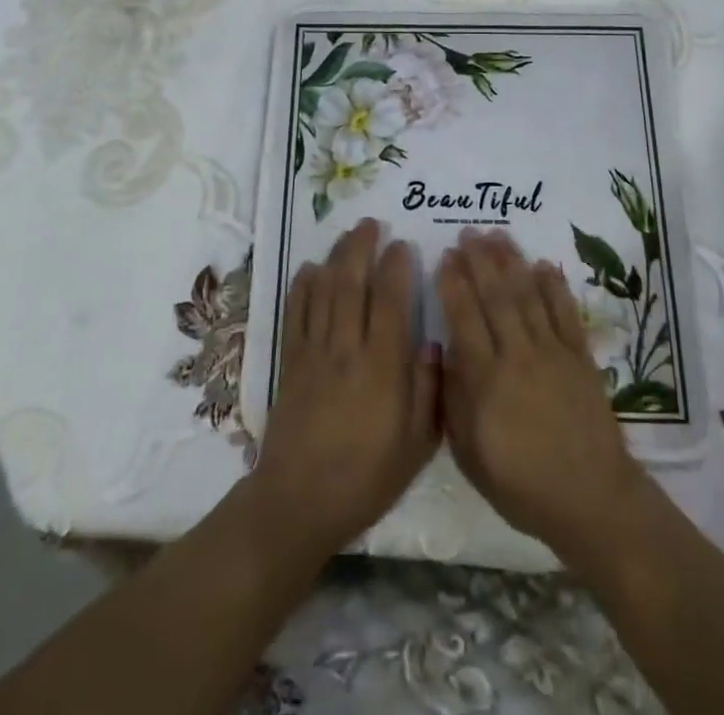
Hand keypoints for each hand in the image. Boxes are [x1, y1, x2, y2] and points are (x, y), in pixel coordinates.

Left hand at [247, 219, 439, 562]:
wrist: (300, 500)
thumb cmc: (367, 476)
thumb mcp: (416, 444)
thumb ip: (428, 390)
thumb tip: (431, 343)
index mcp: (383, 367)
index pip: (391, 302)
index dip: (396, 268)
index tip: (401, 244)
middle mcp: (348, 349)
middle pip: (353, 285)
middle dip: (362, 248)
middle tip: (371, 223)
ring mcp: (315, 352)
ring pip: (325, 292)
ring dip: (336, 258)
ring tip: (347, 234)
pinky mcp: (291, 362)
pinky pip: (296, 314)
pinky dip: (302, 287)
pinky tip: (309, 268)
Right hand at [437, 228, 653, 562]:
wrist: (590, 499)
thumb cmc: (521, 485)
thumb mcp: (470, 455)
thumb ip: (454, 400)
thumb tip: (445, 351)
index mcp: (487, 381)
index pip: (465, 319)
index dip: (453, 284)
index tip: (445, 256)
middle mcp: (518, 356)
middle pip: (495, 298)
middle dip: (479, 261)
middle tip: (468, 232)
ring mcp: (552, 353)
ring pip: (527, 296)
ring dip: (512, 263)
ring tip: (498, 236)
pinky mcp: (580, 357)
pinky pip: (565, 313)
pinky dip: (554, 287)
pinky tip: (543, 265)